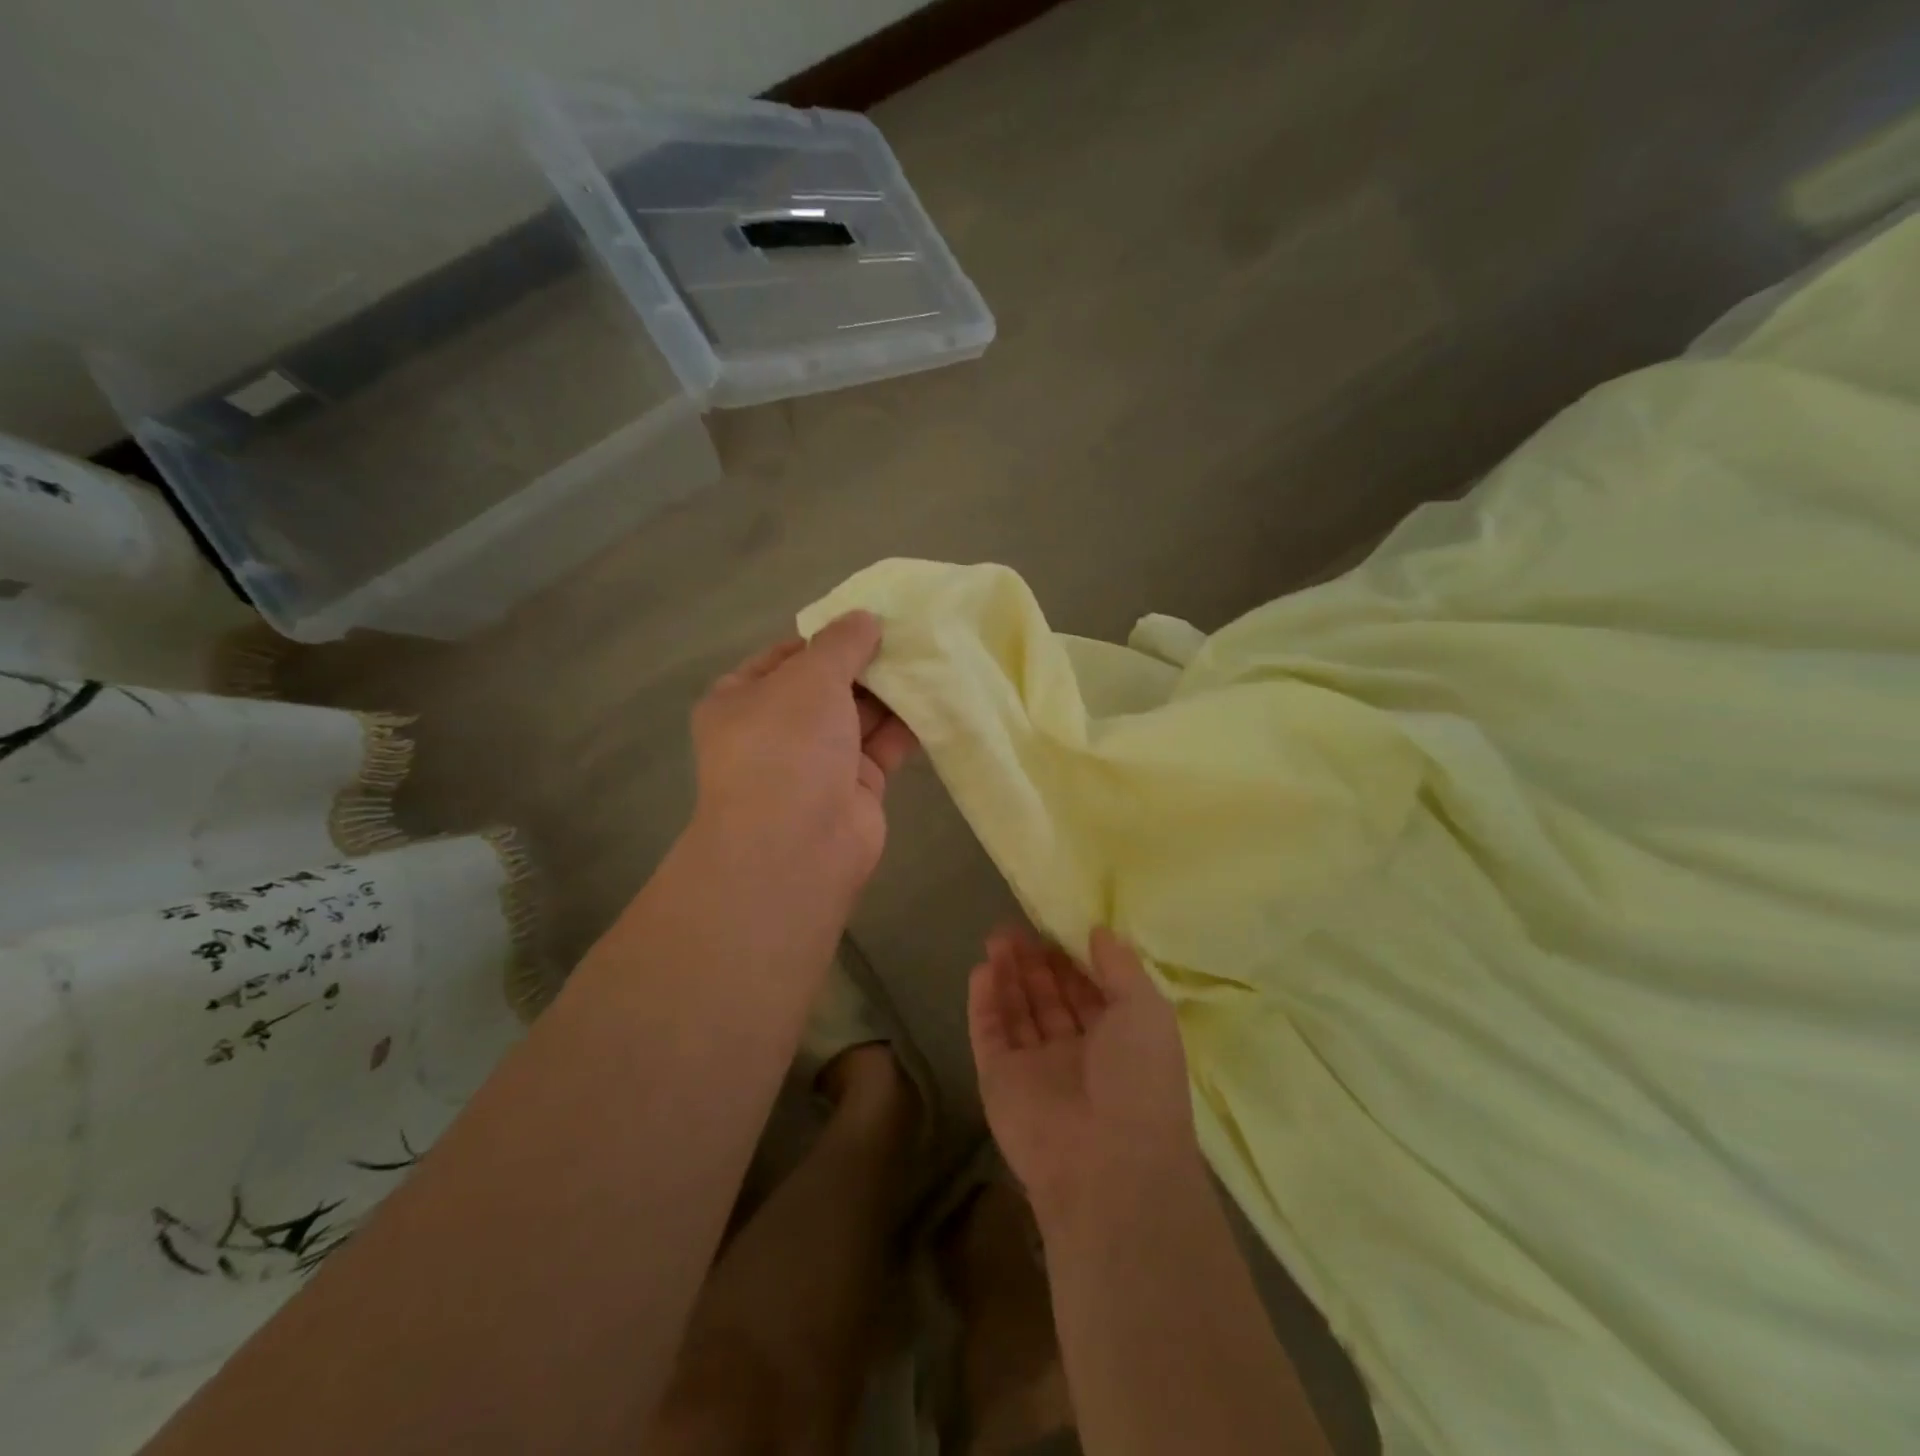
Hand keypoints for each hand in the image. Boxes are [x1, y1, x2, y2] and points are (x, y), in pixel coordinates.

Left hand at [690, 612, 916, 902]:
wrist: (796, 846)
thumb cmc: (786, 746)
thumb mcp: (809, 677)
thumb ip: (840, 643)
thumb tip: (865, 617)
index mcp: (742, 699)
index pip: (787, 655)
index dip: (827, 635)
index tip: (870, 618)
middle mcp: (777, 729)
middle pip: (828, 685)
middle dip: (866, 662)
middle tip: (912, 633)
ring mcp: (817, 761)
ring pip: (859, 715)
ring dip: (891, 691)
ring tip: (933, 656)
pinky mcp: (855, 787)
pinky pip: (883, 746)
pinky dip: (907, 725)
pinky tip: (938, 697)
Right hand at [967, 927, 1200, 1228]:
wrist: (1107, 1165)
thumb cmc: (1138, 1078)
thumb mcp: (1145, 1009)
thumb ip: (1121, 966)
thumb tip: (1100, 930)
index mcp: (1118, 1041)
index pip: (1089, 990)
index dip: (1071, 958)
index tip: (1053, 924)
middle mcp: (1076, 1054)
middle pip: (1049, 998)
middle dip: (1034, 963)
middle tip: (1016, 926)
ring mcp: (1035, 1069)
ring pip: (1017, 1012)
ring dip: (1008, 975)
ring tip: (996, 937)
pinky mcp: (999, 1081)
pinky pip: (989, 1034)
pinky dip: (984, 1002)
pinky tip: (982, 969)